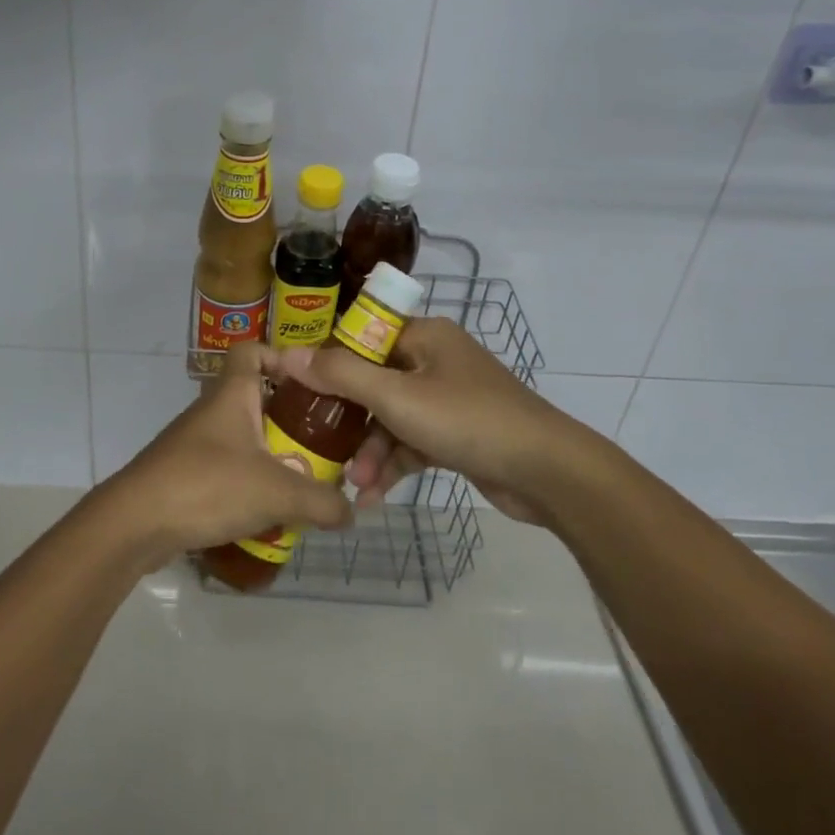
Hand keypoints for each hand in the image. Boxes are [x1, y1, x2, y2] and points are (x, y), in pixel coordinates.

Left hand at [103, 342, 353, 562]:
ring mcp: (195, 443)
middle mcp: (212, 411)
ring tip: (303, 481)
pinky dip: (248, 482)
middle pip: (254, 397)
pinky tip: (268, 511)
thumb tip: (351, 511)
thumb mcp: (277, 493)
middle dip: (287, 417)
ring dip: (270, 454)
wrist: (135, 522)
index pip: (252, 351)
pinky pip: (226, 467)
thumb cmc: (207, 485)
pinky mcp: (185, 474)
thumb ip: (321, 501)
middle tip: (321, 441)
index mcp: (232, 395)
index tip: (311, 383)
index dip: (280, 356)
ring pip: (242, 436)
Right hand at [263, 318, 570, 525]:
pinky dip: (396, 464)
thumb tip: (286, 354)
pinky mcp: (459, 433)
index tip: (297, 391)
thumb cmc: (467, 420)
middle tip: (320, 448)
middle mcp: (435, 360)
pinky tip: (374, 496)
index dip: (329, 363)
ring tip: (355, 485)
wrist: (547, 472)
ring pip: (393, 418)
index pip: (362, 339)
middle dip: (350, 421)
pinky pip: (414, 441)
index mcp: (423, 337)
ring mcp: (449, 398)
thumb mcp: (396, 397)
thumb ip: (340, 375)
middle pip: (375, 382)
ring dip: (372, 451)